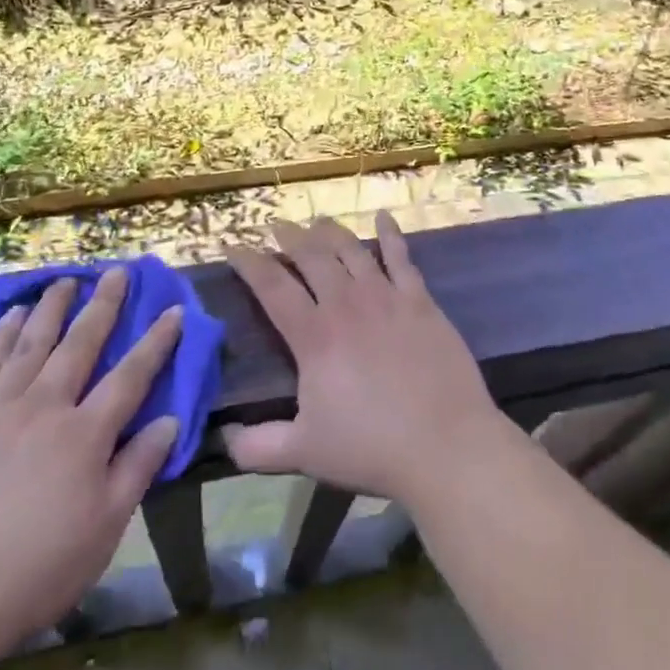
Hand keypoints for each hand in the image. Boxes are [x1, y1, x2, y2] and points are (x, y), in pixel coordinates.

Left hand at [0, 269, 182, 656]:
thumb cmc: (32, 571)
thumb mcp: (103, 531)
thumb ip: (137, 469)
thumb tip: (170, 420)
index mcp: (85, 435)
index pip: (131, 376)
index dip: (156, 342)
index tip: (173, 310)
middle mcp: (47, 406)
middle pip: (81, 343)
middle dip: (103, 305)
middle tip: (116, 272)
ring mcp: (1, 406)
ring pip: (34, 341)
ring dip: (54, 307)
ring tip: (67, 280)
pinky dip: (3, 333)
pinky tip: (13, 314)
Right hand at [222, 213, 510, 506]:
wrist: (445, 445)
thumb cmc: (372, 448)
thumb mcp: (304, 453)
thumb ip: (257, 447)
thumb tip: (224, 437)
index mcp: (314, 336)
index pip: (272, 286)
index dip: (249, 262)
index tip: (233, 246)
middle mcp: (346, 304)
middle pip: (311, 256)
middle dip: (289, 236)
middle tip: (276, 225)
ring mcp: (386, 297)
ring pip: (351, 249)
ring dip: (330, 231)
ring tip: (317, 220)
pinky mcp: (419, 300)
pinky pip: (401, 257)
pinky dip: (390, 233)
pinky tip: (383, 216)